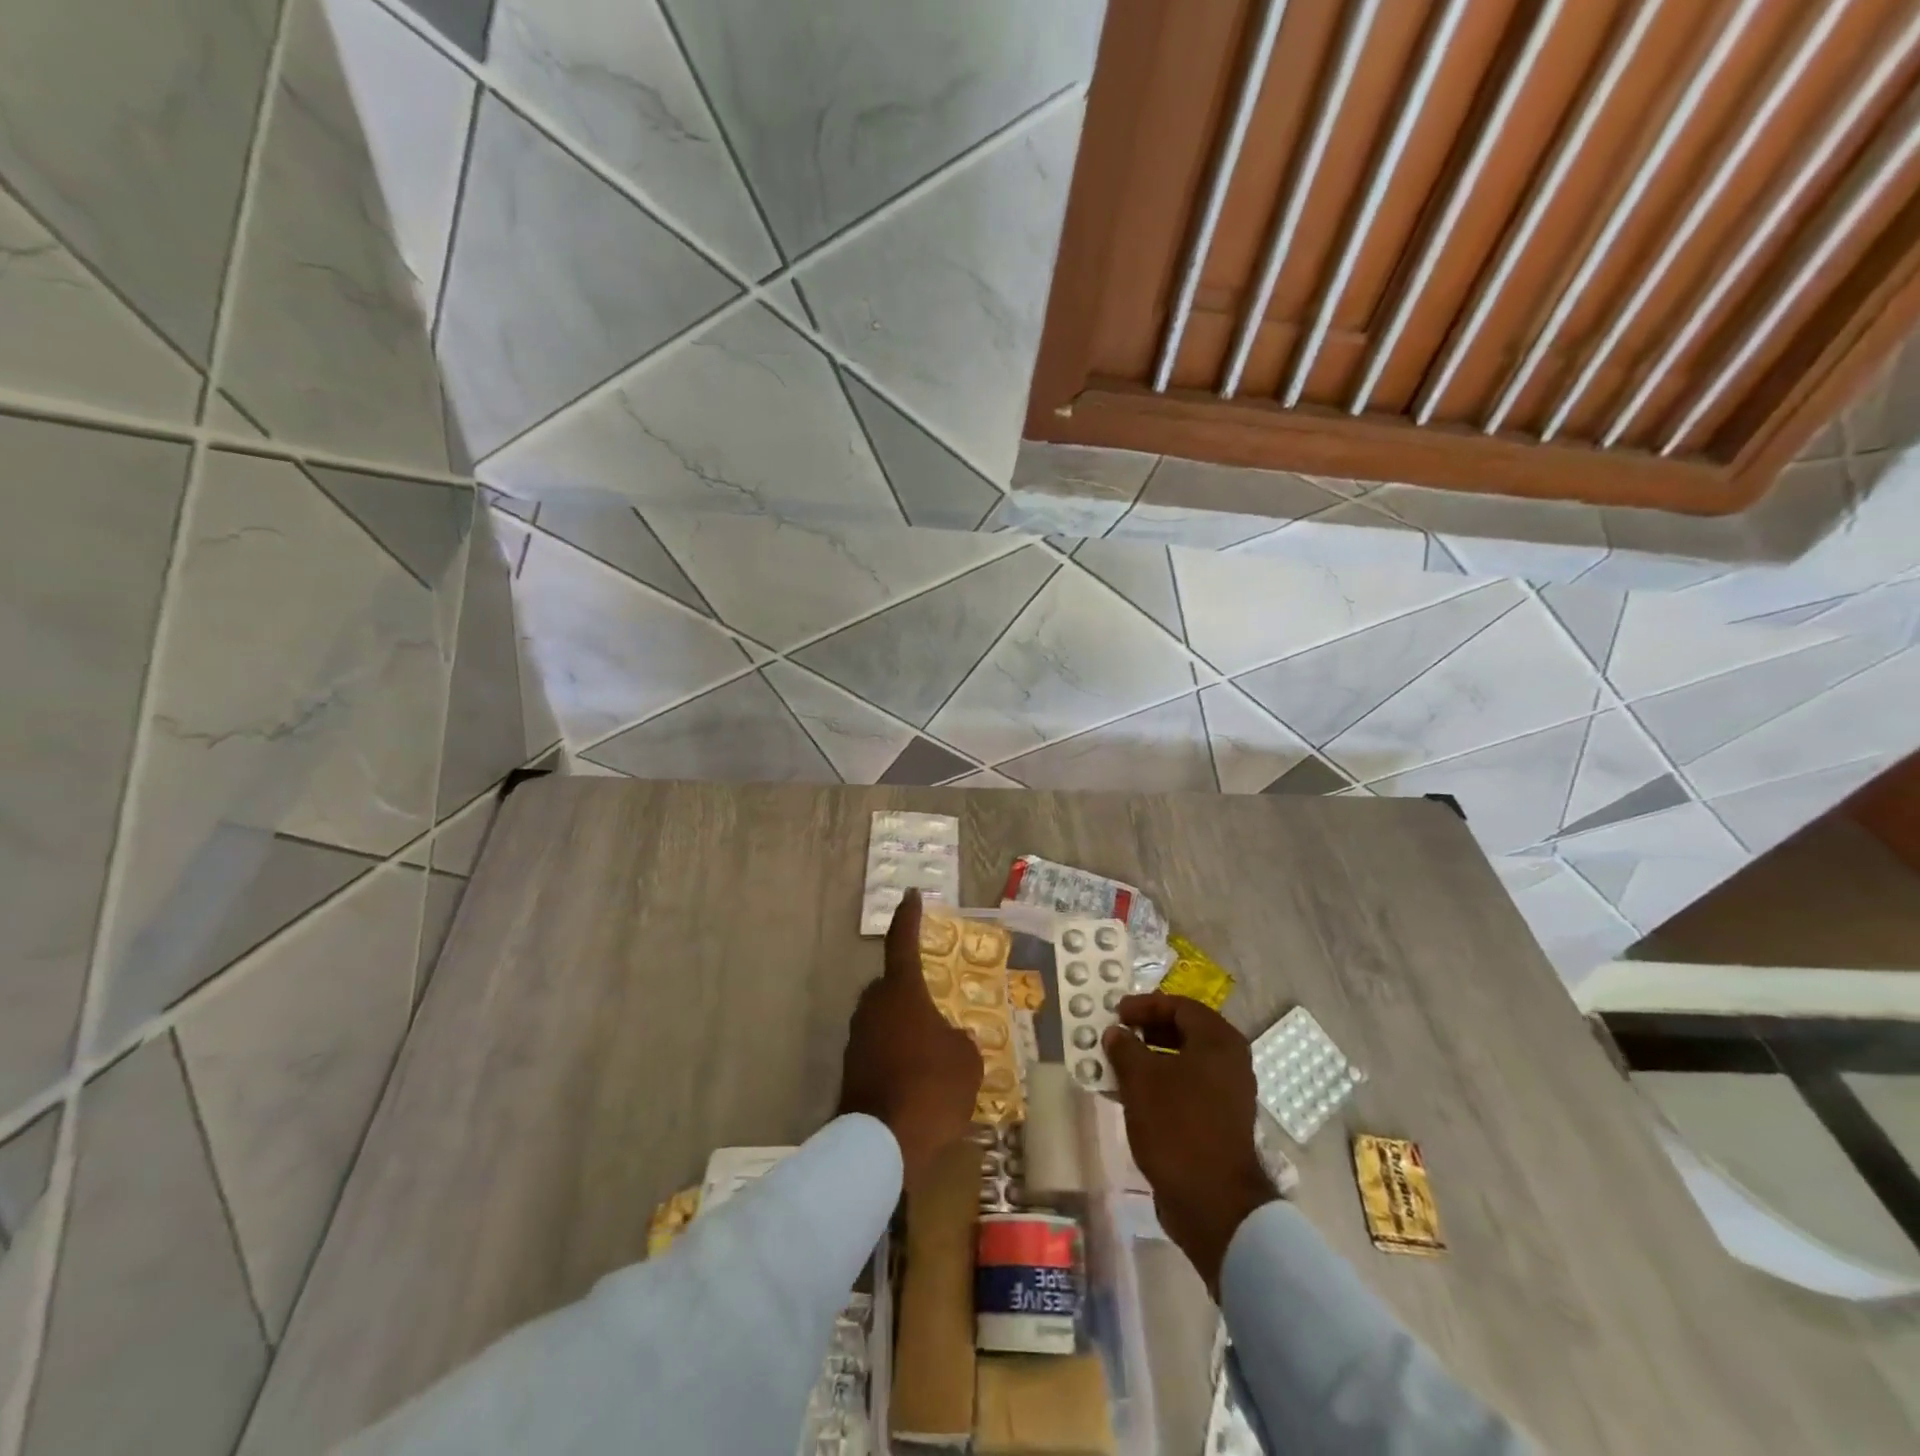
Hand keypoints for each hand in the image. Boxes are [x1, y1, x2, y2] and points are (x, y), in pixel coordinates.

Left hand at [838, 891, 983, 1190]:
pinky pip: (877, 1050)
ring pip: (883, 1020)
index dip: (909, 918)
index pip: (903, 942)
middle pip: (891, 986)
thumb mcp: (967, 1060)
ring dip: (902, 1028)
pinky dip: (893, 1056)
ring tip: (929, 1053)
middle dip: (910, 992)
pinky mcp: (850, 1071)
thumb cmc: (932, 1088)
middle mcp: (873, 1007)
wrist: (883, 1145)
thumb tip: (948, 1040)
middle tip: (934, 1008)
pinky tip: (914, 1080)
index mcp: (902, 992)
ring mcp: (857, 1039)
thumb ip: (958, 1040)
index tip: (911, 896)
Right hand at [1103, 993, 1277, 1295]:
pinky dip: (1162, 1082)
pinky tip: (1134, 1094)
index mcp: (1218, 1041)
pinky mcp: (1222, 1119)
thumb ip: (1125, 1048)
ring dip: (1151, 1058)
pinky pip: (1188, 1086)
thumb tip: (1116, 1032)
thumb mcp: (1140, 1080)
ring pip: (1185, 1060)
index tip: (1117, 1012)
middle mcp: (1230, 1060)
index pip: (1180, 1005)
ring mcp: (1229, 1092)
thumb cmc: (1177, 1126)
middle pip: (1185, 1031)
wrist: (1213, 1202)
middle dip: (1148, 1030)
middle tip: (1118, 1034)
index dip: (1145, 1005)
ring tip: (1119, 1064)